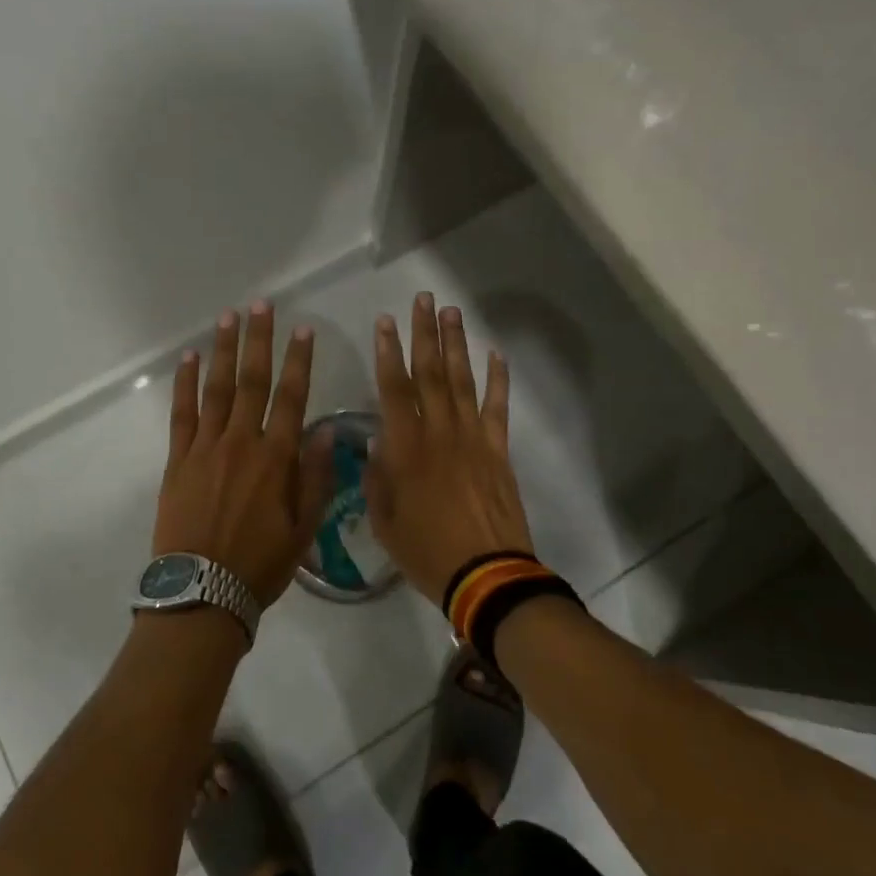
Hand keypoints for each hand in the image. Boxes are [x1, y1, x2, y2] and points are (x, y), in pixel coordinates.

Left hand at [153, 302, 333, 604]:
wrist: (202, 593)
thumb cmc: (260, 565)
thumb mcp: (304, 529)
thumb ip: (316, 478)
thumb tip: (326, 431)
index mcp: (276, 458)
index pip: (292, 398)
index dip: (299, 361)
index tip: (303, 329)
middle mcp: (241, 442)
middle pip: (252, 381)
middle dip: (259, 340)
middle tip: (260, 305)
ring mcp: (205, 447)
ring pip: (216, 388)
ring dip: (222, 350)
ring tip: (228, 318)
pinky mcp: (177, 459)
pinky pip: (181, 413)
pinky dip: (184, 384)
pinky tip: (187, 359)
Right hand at [365, 292, 535, 603]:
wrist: (486, 575)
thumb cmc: (425, 551)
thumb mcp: (383, 520)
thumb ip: (377, 477)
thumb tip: (377, 443)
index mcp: (405, 447)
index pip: (393, 387)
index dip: (387, 351)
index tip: (385, 321)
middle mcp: (439, 431)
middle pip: (430, 372)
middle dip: (425, 332)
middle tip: (424, 299)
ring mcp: (473, 437)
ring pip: (461, 380)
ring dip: (456, 344)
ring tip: (452, 312)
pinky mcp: (498, 450)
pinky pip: (498, 407)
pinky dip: (498, 379)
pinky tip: (495, 354)